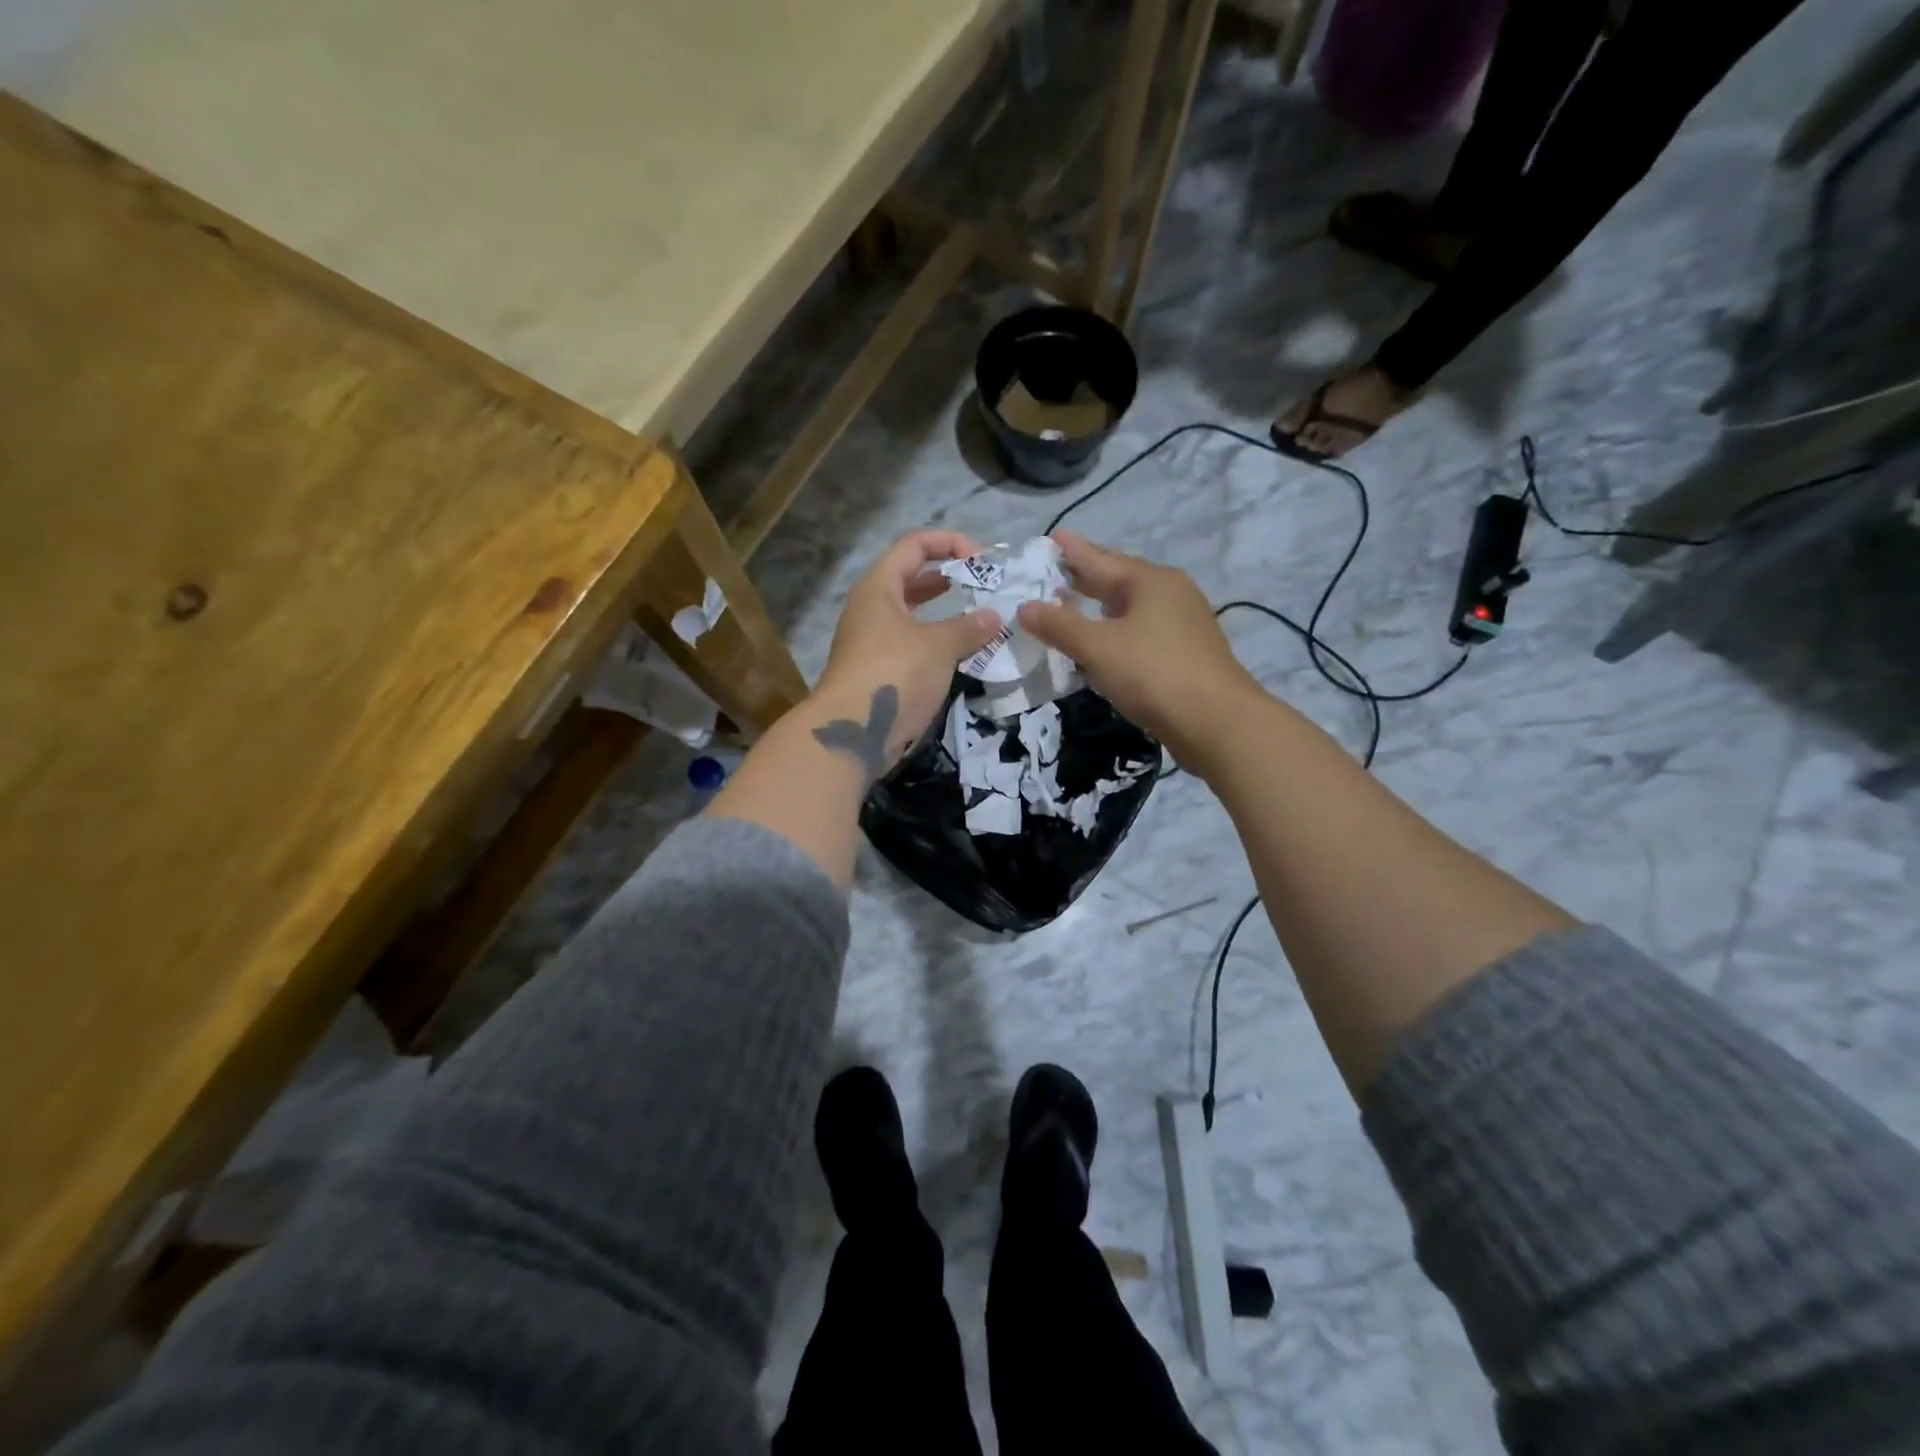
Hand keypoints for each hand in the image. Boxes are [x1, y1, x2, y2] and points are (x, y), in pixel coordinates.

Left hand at [809, 530, 1002, 776]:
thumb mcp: (938, 646)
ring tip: (976, 616)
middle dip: (946, 576)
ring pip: (911, 614)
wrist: (853, 732)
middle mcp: (871, 608)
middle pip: (910, 578)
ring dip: (943, 613)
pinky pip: (911, 644)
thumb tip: (994, 617)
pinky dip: (936, 642)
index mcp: (879, 587)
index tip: (982, 560)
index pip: (914, 545)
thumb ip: (968, 627)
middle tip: (981, 586)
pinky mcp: (878, 671)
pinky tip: (961, 653)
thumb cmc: (894, 674)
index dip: (949, 543)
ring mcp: (872, 641)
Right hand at [1017, 531, 1262, 767]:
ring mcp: (1183, 625)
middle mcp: (1171, 594)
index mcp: (1151, 582)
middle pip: (1120, 580)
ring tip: (1074, 604)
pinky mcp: (1186, 655)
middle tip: (1055, 571)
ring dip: (1102, 607)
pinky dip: (1117, 632)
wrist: (1216, 723)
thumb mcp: (1098, 648)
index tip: (1052, 536)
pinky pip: (1142, 633)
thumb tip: (1024, 607)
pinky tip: (1104, 645)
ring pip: (1132, 608)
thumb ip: (1059, 626)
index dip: (1073, 551)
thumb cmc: (1153, 674)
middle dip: (1087, 577)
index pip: (1101, 559)